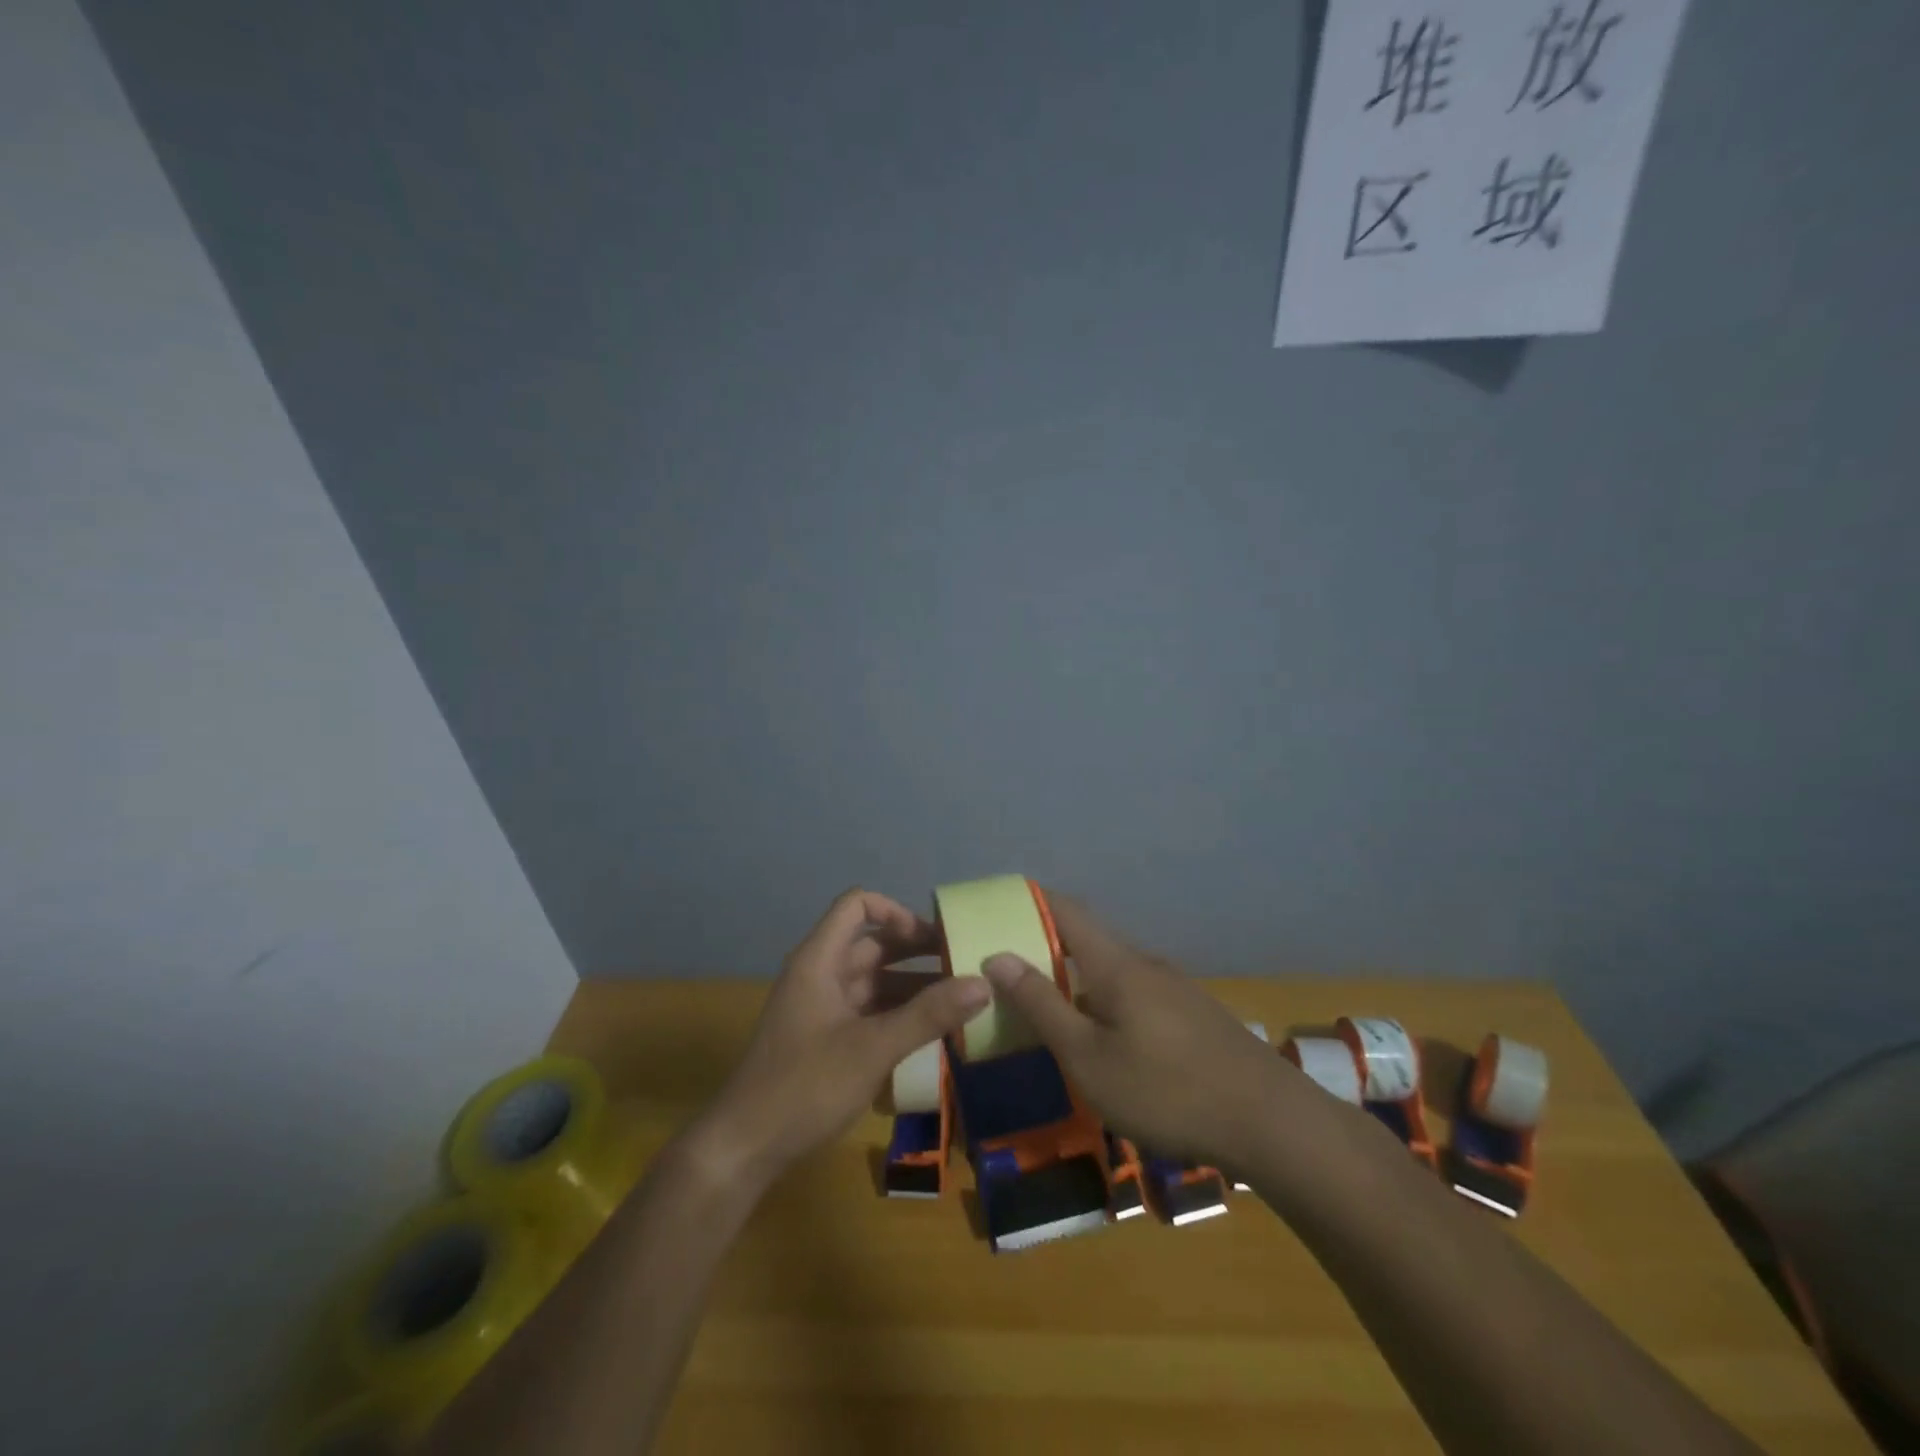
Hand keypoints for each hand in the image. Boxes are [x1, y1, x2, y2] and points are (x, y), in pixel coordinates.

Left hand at [693, 888, 988, 1187]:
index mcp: (820, 960)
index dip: (896, 912)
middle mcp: (821, 975)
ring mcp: (823, 1009)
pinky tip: (934, 1033)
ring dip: (914, 986)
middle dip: (917, 950)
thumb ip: (928, 1014)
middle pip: (873, 944)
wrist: (745, 1149)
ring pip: (875, 981)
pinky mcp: (827, 1039)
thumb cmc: (805, 1086)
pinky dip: (900, 1014)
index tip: (933, 938)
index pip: (857, 906)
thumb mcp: (873, 1048)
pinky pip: (870, 1012)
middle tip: (965, 964)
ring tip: (961, 1000)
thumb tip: (984, 983)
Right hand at [981, 894, 1287, 1172]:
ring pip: (1113, 970)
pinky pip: (1136, 993)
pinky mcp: (1194, 1015)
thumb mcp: (1089, 1058)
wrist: (1271, 1122)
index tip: (1000, 907)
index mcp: (1116, 964)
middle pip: (1089, 939)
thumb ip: (1042, 1006)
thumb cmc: (1166, 1090)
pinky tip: (1105, 1039)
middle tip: (1011, 972)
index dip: (1032, 900)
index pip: (1067, 910)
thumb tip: (997, 956)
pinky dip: (1106, 1001)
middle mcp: (1146, 964)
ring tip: (1050, 1009)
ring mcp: (1175, 988)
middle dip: (1048, 946)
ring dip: (1079, 979)